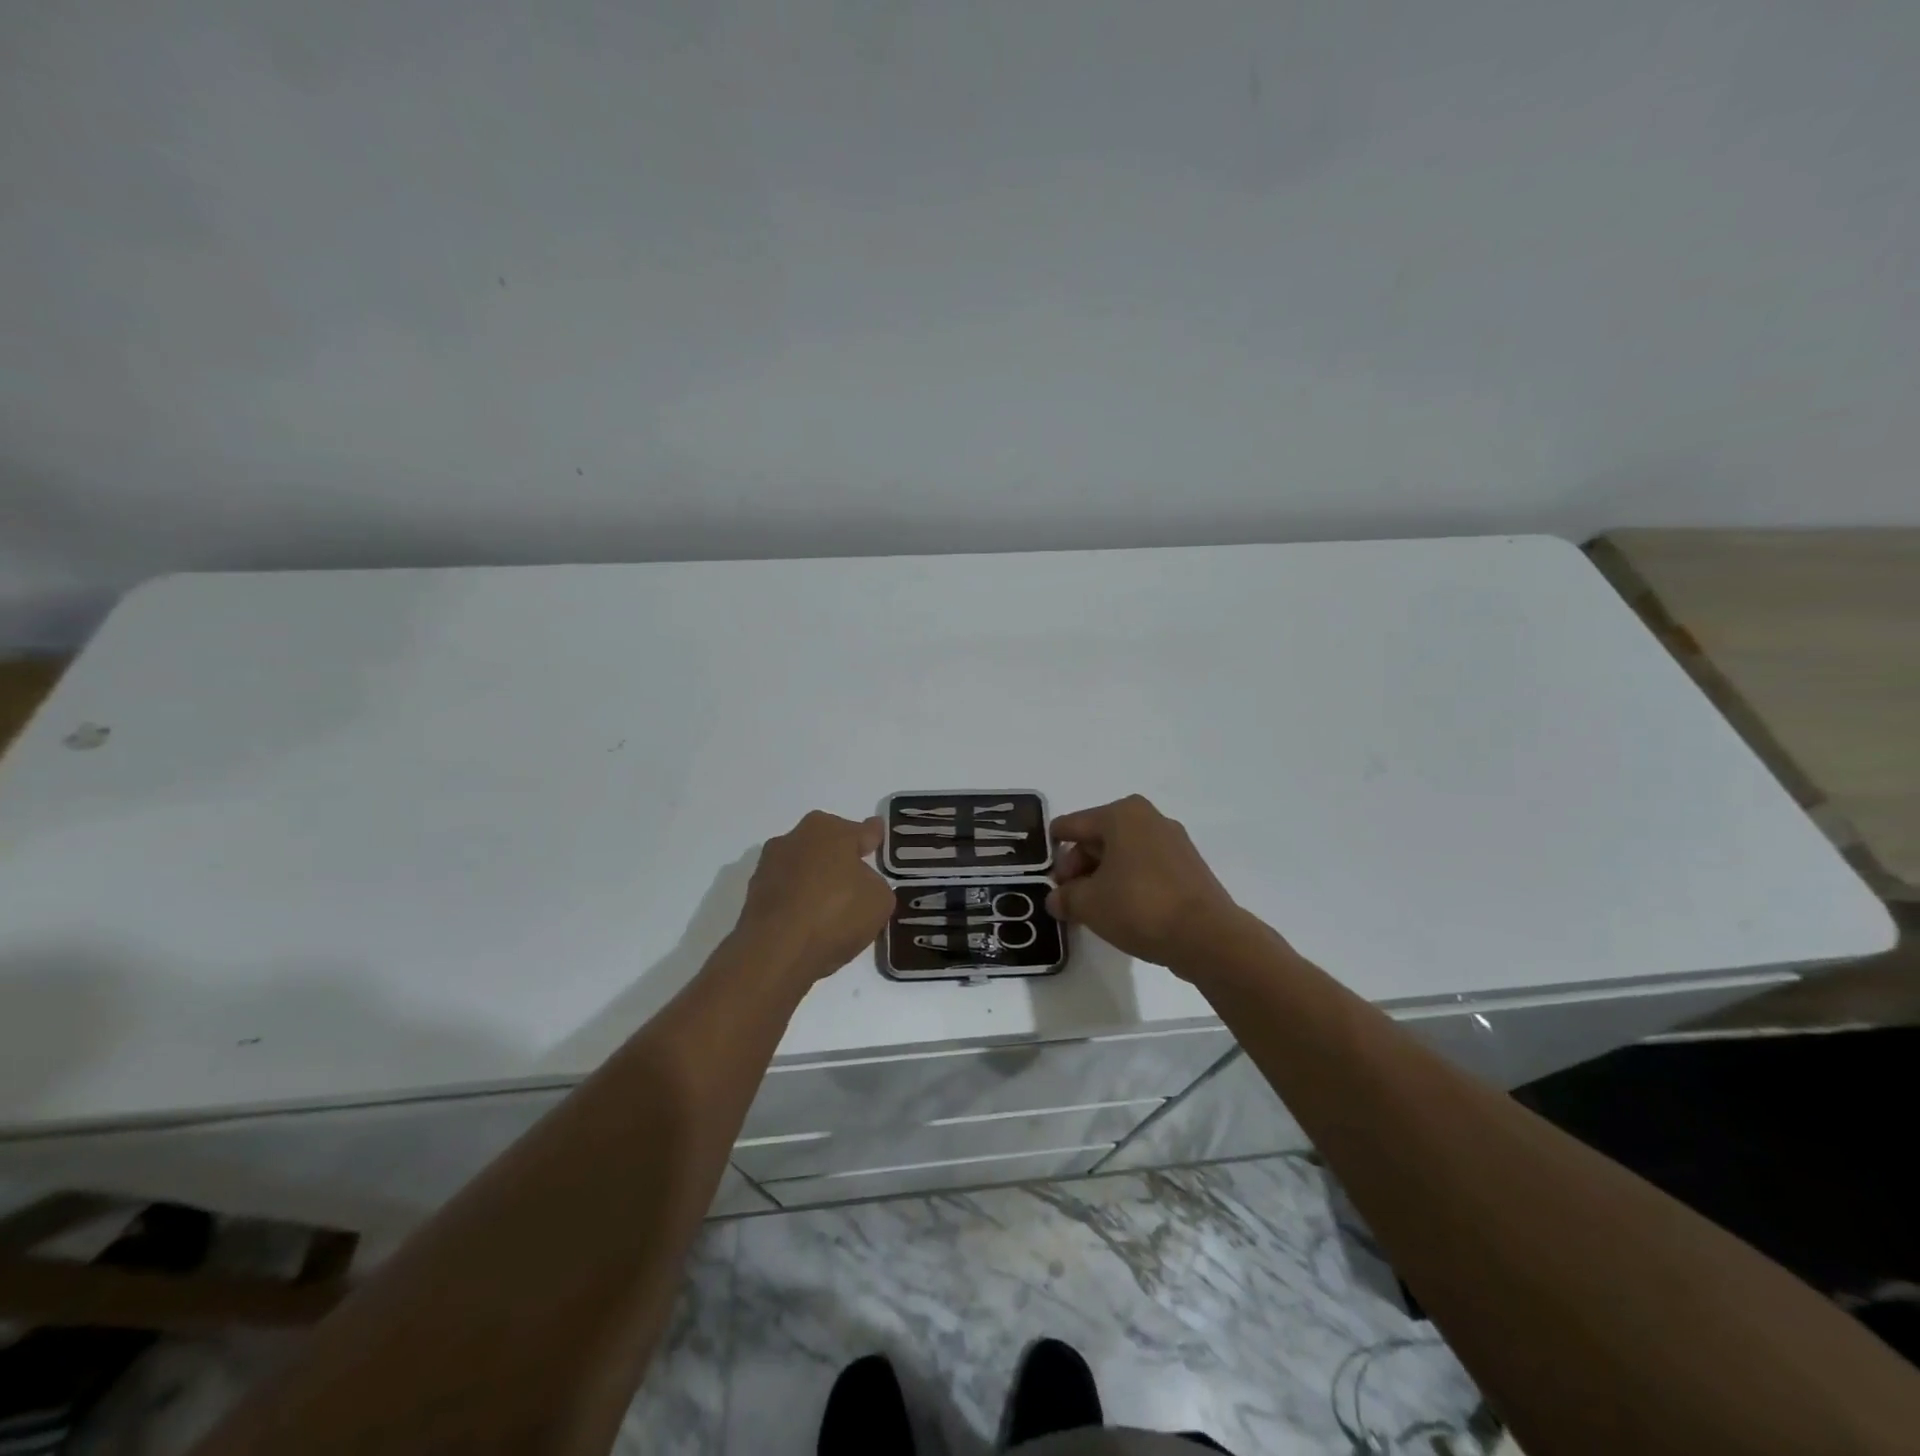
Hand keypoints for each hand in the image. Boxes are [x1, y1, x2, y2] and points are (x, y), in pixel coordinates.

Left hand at [735, 811, 894, 981]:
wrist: (776, 952)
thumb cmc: (835, 914)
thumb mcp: (879, 900)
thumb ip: (875, 884)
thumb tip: (860, 885)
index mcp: (830, 829)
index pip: (861, 831)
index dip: (873, 837)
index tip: (877, 836)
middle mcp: (796, 837)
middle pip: (828, 845)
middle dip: (841, 858)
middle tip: (857, 882)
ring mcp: (770, 864)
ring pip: (804, 868)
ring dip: (816, 881)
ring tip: (831, 911)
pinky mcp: (753, 893)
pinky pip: (788, 892)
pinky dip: (798, 902)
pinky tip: (809, 924)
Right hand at [1048, 795, 1245, 969]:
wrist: (1207, 937)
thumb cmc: (1139, 907)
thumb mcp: (1089, 904)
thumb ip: (1064, 897)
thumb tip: (1056, 899)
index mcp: (1121, 814)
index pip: (1071, 825)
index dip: (1053, 851)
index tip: (1043, 875)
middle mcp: (1148, 818)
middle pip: (1097, 838)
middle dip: (1078, 868)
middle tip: (1067, 898)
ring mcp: (1172, 841)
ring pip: (1122, 854)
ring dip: (1102, 878)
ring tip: (1091, 909)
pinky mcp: (1188, 866)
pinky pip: (1145, 867)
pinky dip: (1127, 883)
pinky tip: (1120, 910)